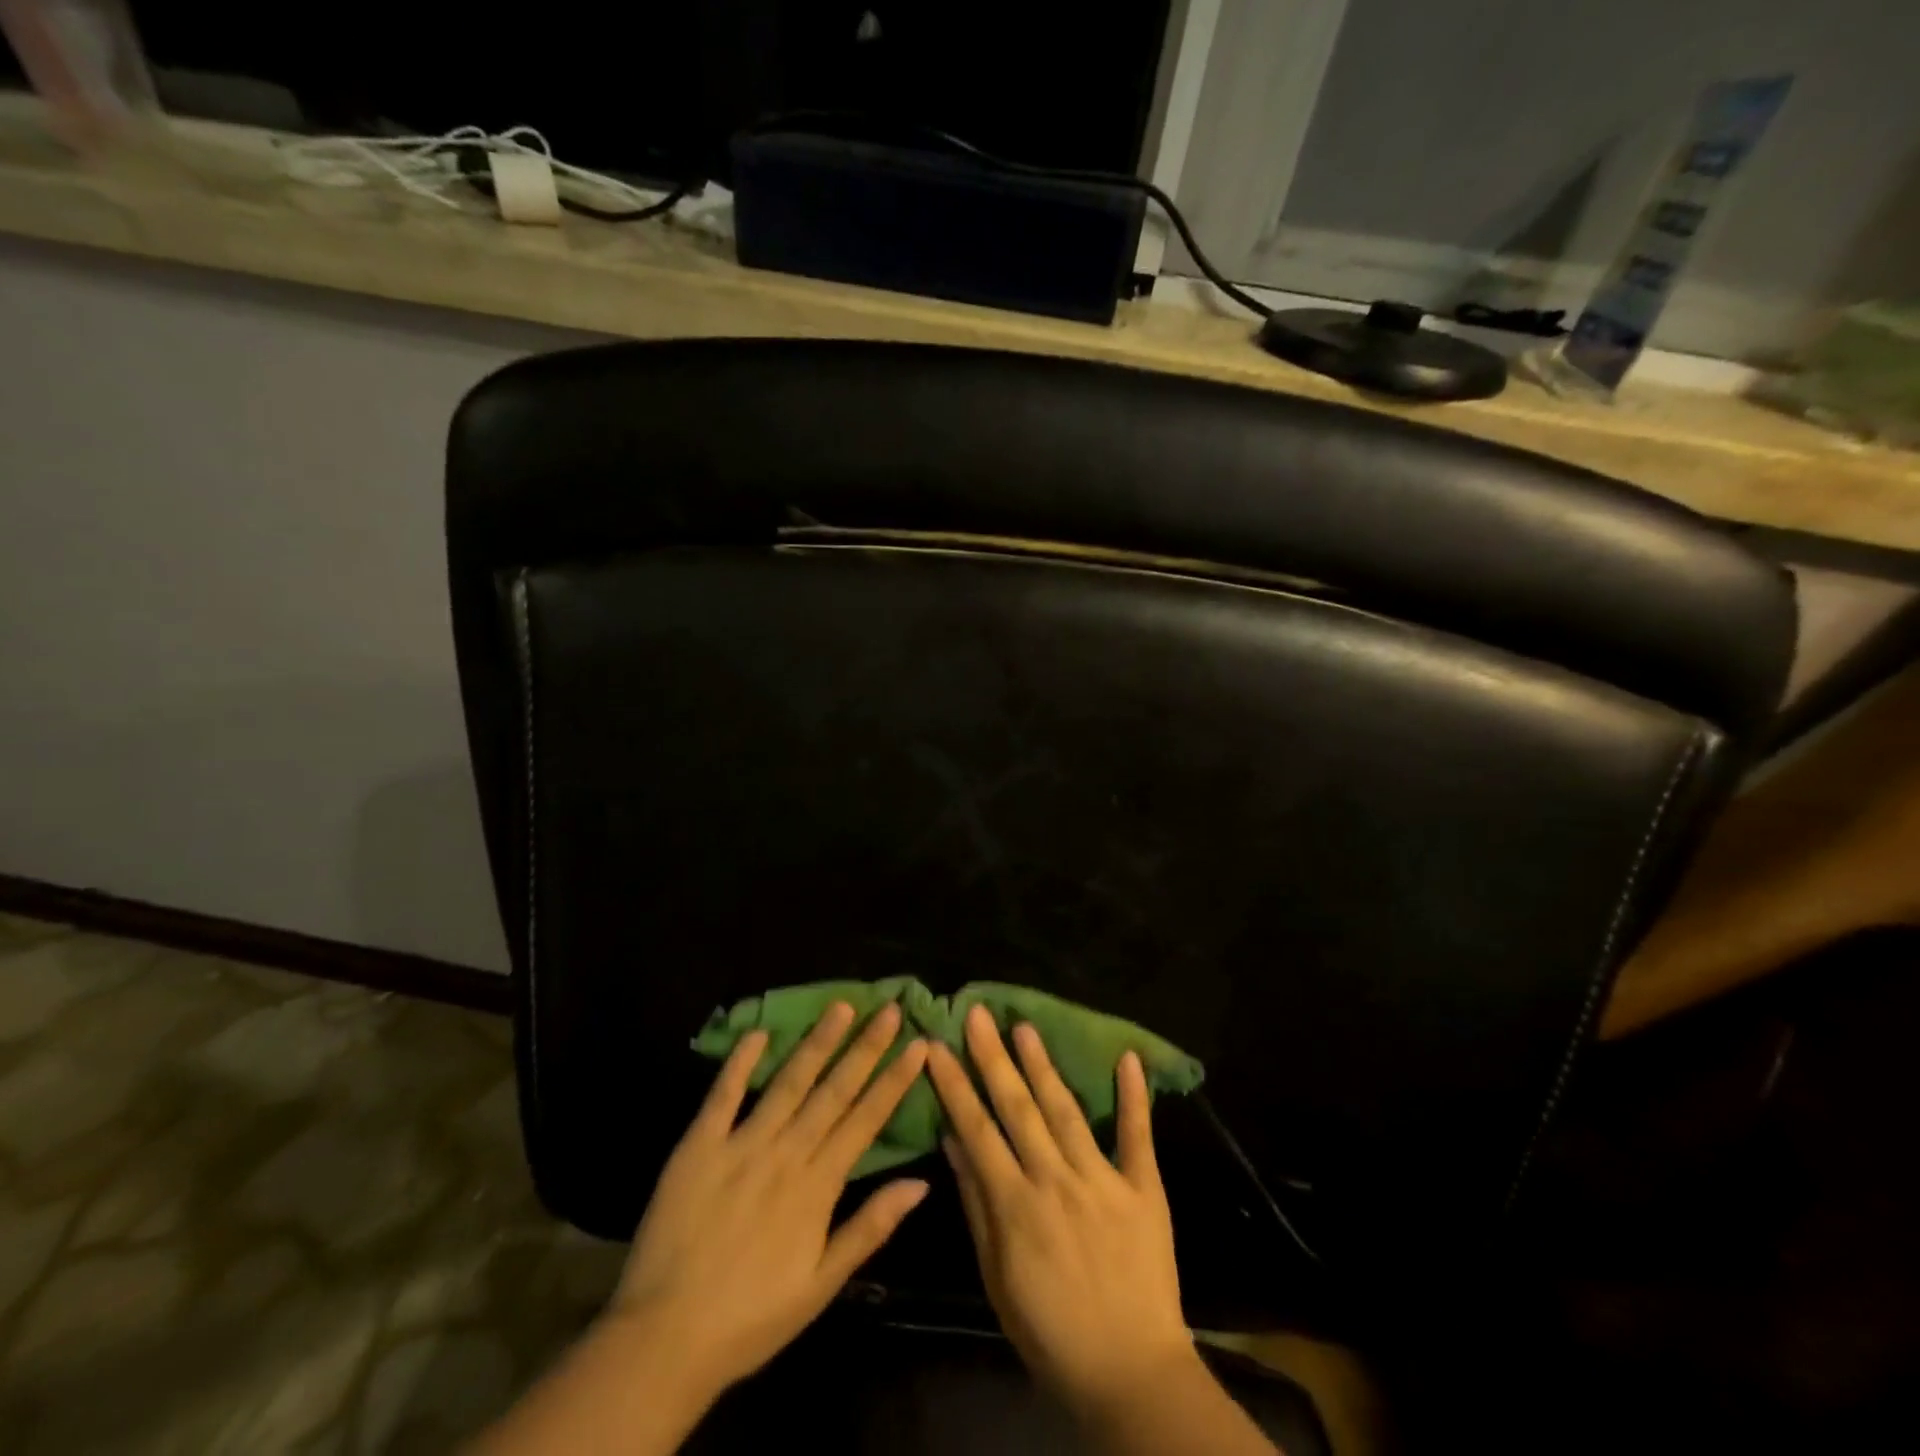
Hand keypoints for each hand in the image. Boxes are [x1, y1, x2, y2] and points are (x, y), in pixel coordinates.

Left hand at [610, 1001, 931, 1398]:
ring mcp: (741, 1144)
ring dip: (817, 1042)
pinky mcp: (699, 1146)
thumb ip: (870, 1227)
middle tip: (889, 1008)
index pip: (866, 1119)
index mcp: (818, 1186)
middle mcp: (785, 1153)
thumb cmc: (751, 1318)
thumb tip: (920, 1183)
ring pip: (788, 1082)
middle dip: (865, 1047)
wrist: (664, 1339)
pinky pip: (723, 1095)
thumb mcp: (822, 1285)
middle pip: (833, 1090)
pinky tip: (760, 1033)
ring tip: (841, 1006)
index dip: (894, 1080)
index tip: (918, 1044)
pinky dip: (740, 1062)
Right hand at [927, 1005, 1194, 1407]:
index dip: (955, 1084)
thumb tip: (953, 1142)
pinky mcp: (1144, 1189)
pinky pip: (1138, 1137)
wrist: (1130, 1373)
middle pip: (1018, 1109)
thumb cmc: (1050, 1332)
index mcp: (1016, 1204)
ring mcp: (1102, 1180)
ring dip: (1043, 1065)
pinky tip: (1128, 1058)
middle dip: (993, 1057)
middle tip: (977, 1013)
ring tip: (1025, 1026)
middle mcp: (1055, 1180)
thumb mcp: (996, 1278)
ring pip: (1066, 1111)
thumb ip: (976, 1205)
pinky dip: (1134, 1097)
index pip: (977, 1129)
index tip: (936, 1046)